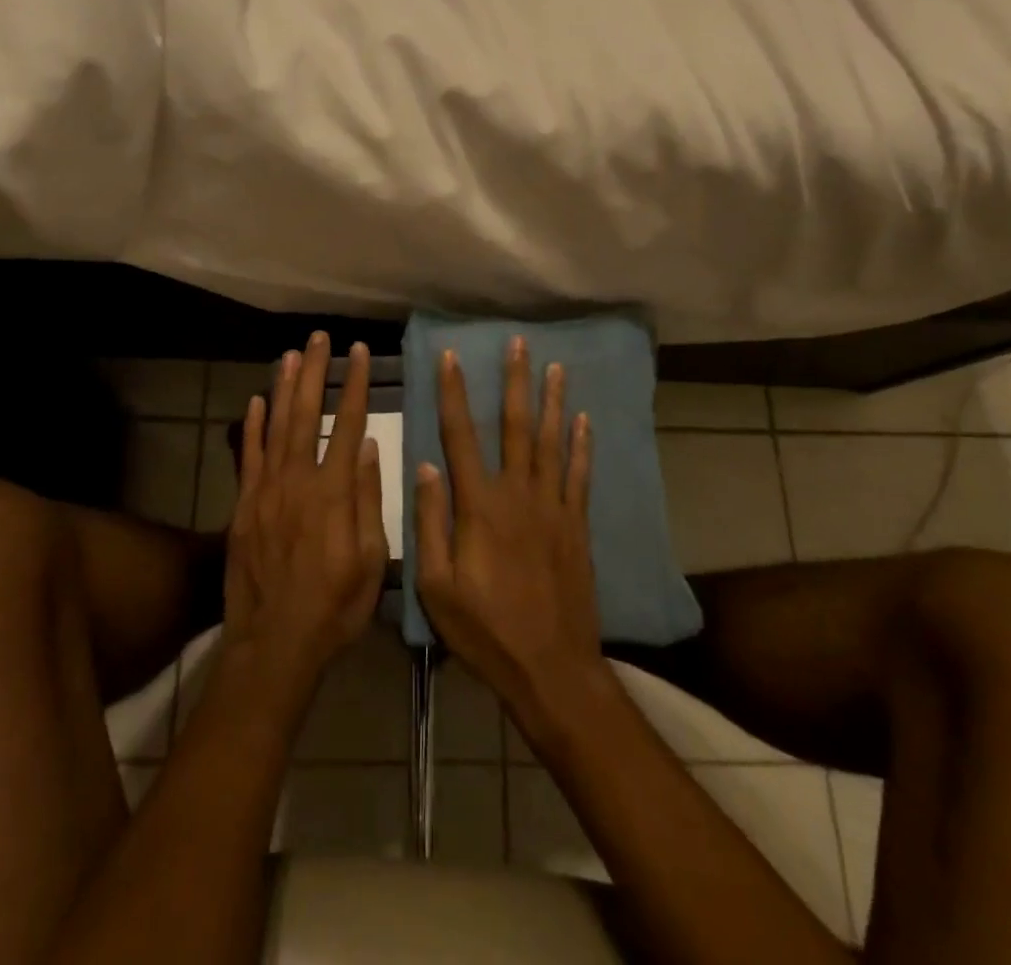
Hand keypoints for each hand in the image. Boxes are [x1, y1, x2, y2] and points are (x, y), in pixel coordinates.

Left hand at [222, 332, 387, 695]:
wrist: (274, 645)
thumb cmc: (334, 607)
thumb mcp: (370, 560)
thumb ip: (369, 499)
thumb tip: (370, 446)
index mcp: (333, 493)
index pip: (348, 424)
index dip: (355, 385)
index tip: (359, 353)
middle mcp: (297, 481)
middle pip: (307, 414)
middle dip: (315, 372)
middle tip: (319, 338)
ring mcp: (265, 491)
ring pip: (275, 427)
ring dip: (284, 387)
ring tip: (291, 354)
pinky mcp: (243, 506)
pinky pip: (248, 457)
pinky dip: (252, 426)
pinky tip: (256, 401)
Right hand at [414, 337, 601, 712]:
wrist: (551, 667)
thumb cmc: (485, 630)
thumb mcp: (437, 586)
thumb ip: (431, 523)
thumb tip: (425, 466)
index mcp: (479, 506)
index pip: (461, 436)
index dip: (454, 394)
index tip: (451, 358)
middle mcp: (518, 494)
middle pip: (516, 426)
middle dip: (515, 382)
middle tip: (518, 343)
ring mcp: (553, 508)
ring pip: (552, 442)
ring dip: (553, 402)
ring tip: (555, 367)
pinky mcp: (576, 525)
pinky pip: (579, 475)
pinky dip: (582, 445)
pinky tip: (584, 420)